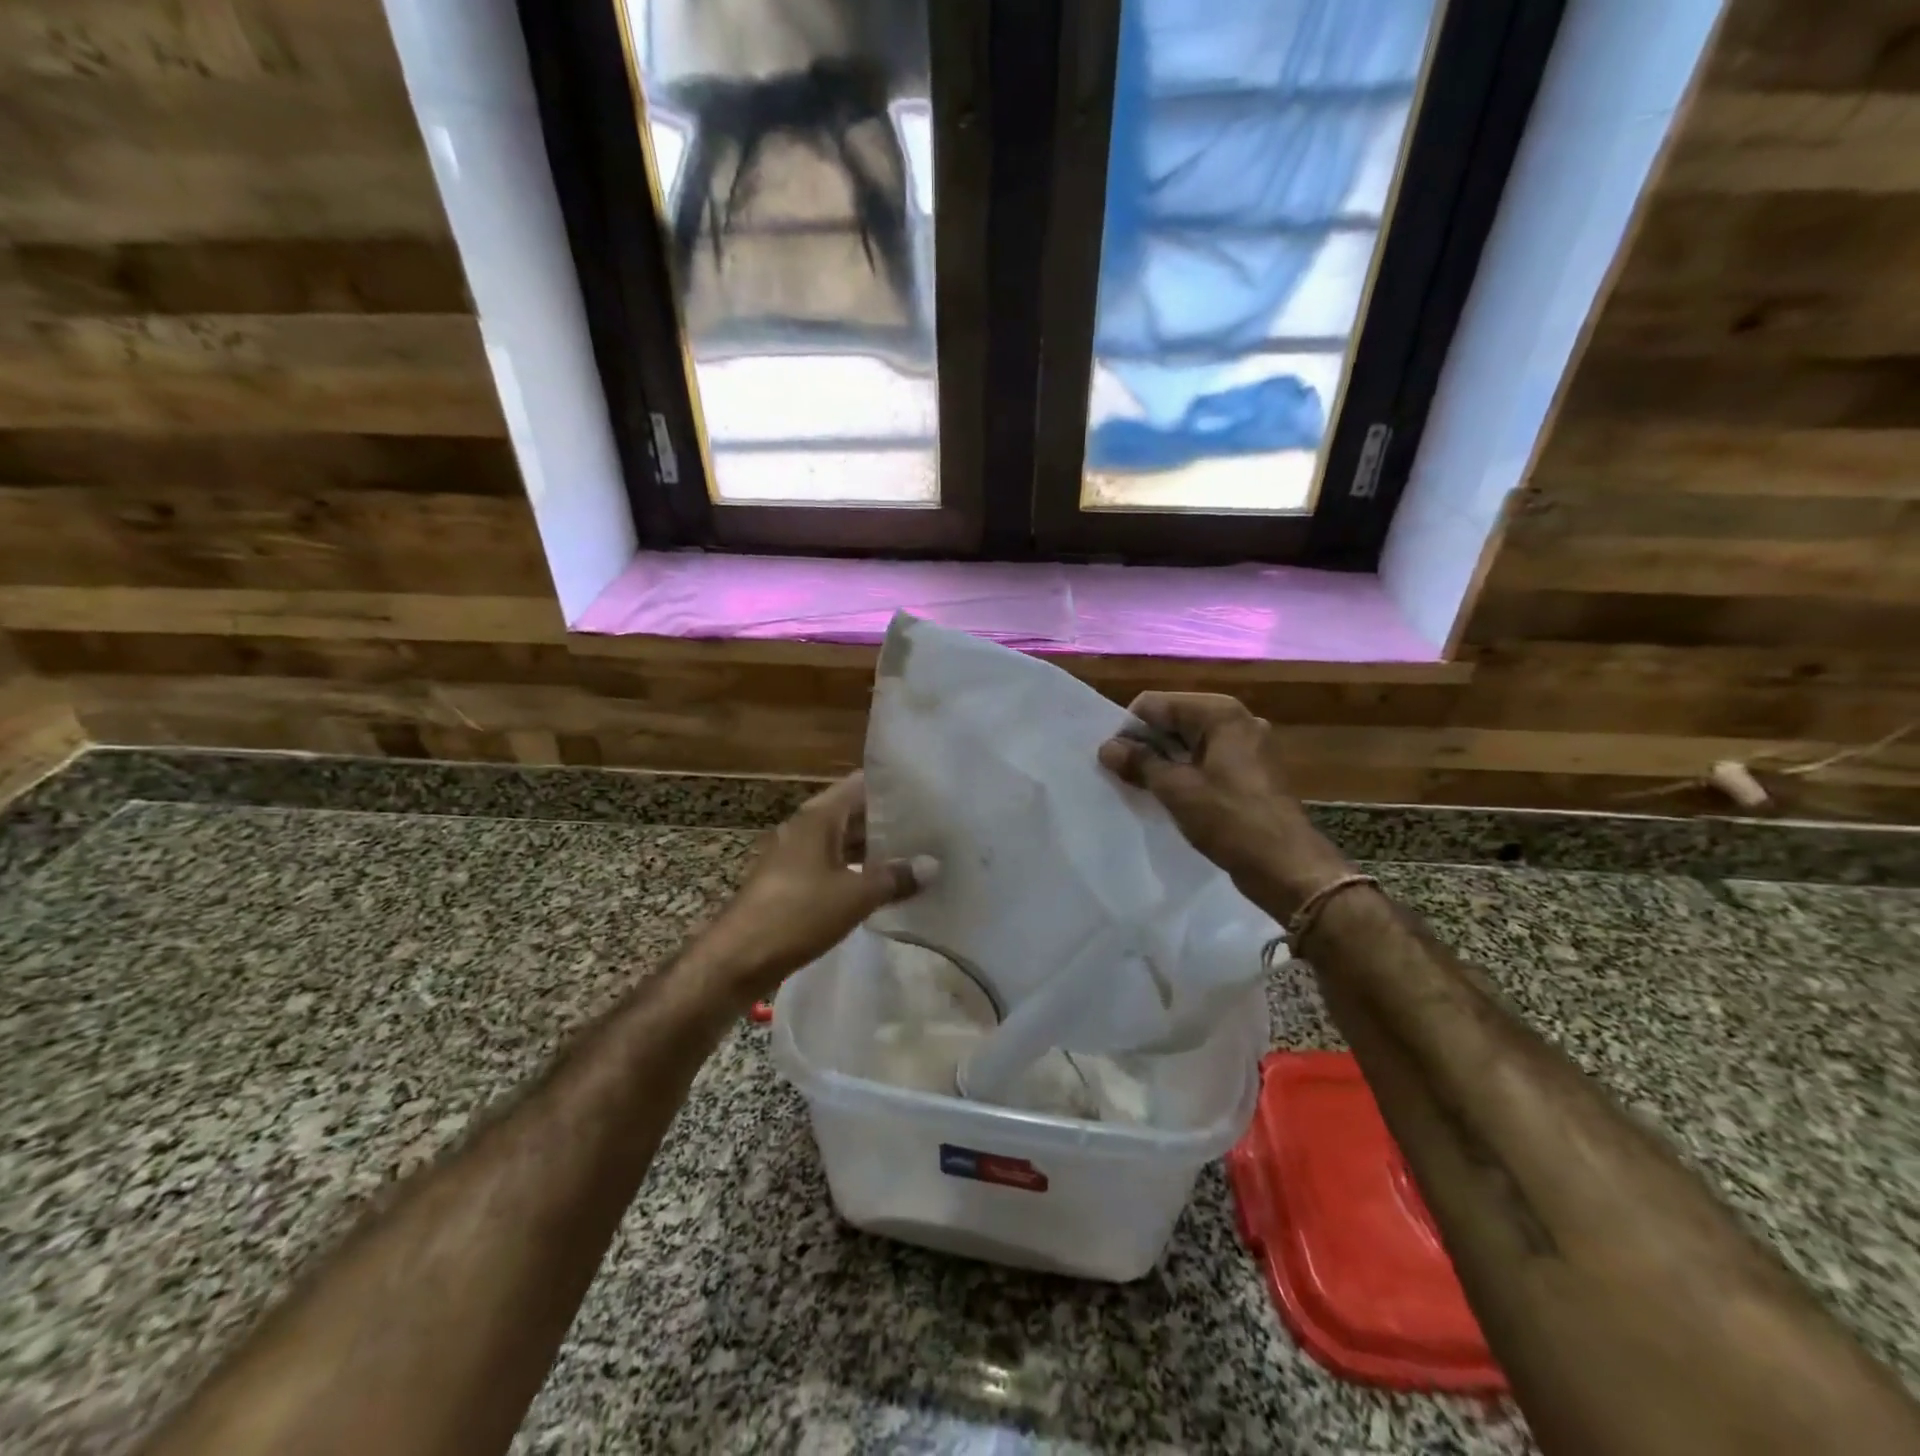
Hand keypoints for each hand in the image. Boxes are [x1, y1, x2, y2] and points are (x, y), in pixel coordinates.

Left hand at [699, 774, 933, 1004]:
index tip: (927, 792)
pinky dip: (857, 869)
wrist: (738, 958)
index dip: (893, 786)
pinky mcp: (791, 882)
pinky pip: (832, 865)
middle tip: (931, 827)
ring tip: (915, 855)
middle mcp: (805, 827)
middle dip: (889, 820)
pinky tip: (883, 885)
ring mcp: (796, 855)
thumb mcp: (856, 895)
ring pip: (843, 841)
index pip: (861, 784)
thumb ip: (895, 877)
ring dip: (874, 848)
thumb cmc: (798, 914)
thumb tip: (932, 865)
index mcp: (818, 816)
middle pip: (853, 812)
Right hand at [1098, 692, 1350, 914]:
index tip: (1114, 762)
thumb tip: (1106, 747)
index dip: (1129, 730)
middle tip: (1124, 777)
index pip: (1155, 704)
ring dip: (1163, 761)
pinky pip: (1206, 760)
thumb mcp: (1176, 790)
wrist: (1287, 866)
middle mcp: (1237, 719)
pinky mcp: (1251, 770)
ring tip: (1144, 789)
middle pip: (1173, 719)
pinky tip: (1172, 797)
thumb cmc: (1230, 820)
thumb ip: (1139, 762)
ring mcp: (1247, 744)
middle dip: (1146, 745)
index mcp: (1220, 712)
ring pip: (1189, 742)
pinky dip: (1185, 773)